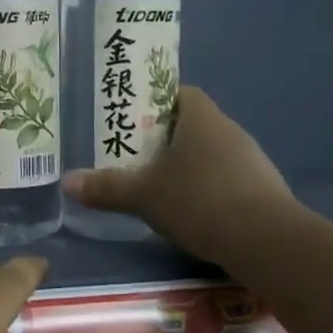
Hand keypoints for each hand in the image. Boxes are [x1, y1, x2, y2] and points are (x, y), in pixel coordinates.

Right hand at [63, 86, 295, 263]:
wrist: (266, 240)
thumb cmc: (199, 201)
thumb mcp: (144, 196)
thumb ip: (106, 187)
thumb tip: (67, 182)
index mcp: (201, 117)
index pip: (178, 93)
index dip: (154, 103)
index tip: (132, 123)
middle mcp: (229, 130)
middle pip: (192, 124)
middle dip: (164, 139)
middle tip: (135, 159)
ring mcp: (250, 159)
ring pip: (210, 153)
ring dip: (187, 166)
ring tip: (159, 189)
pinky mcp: (262, 188)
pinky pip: (226, 179)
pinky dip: (207, 189)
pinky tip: (192, 213)